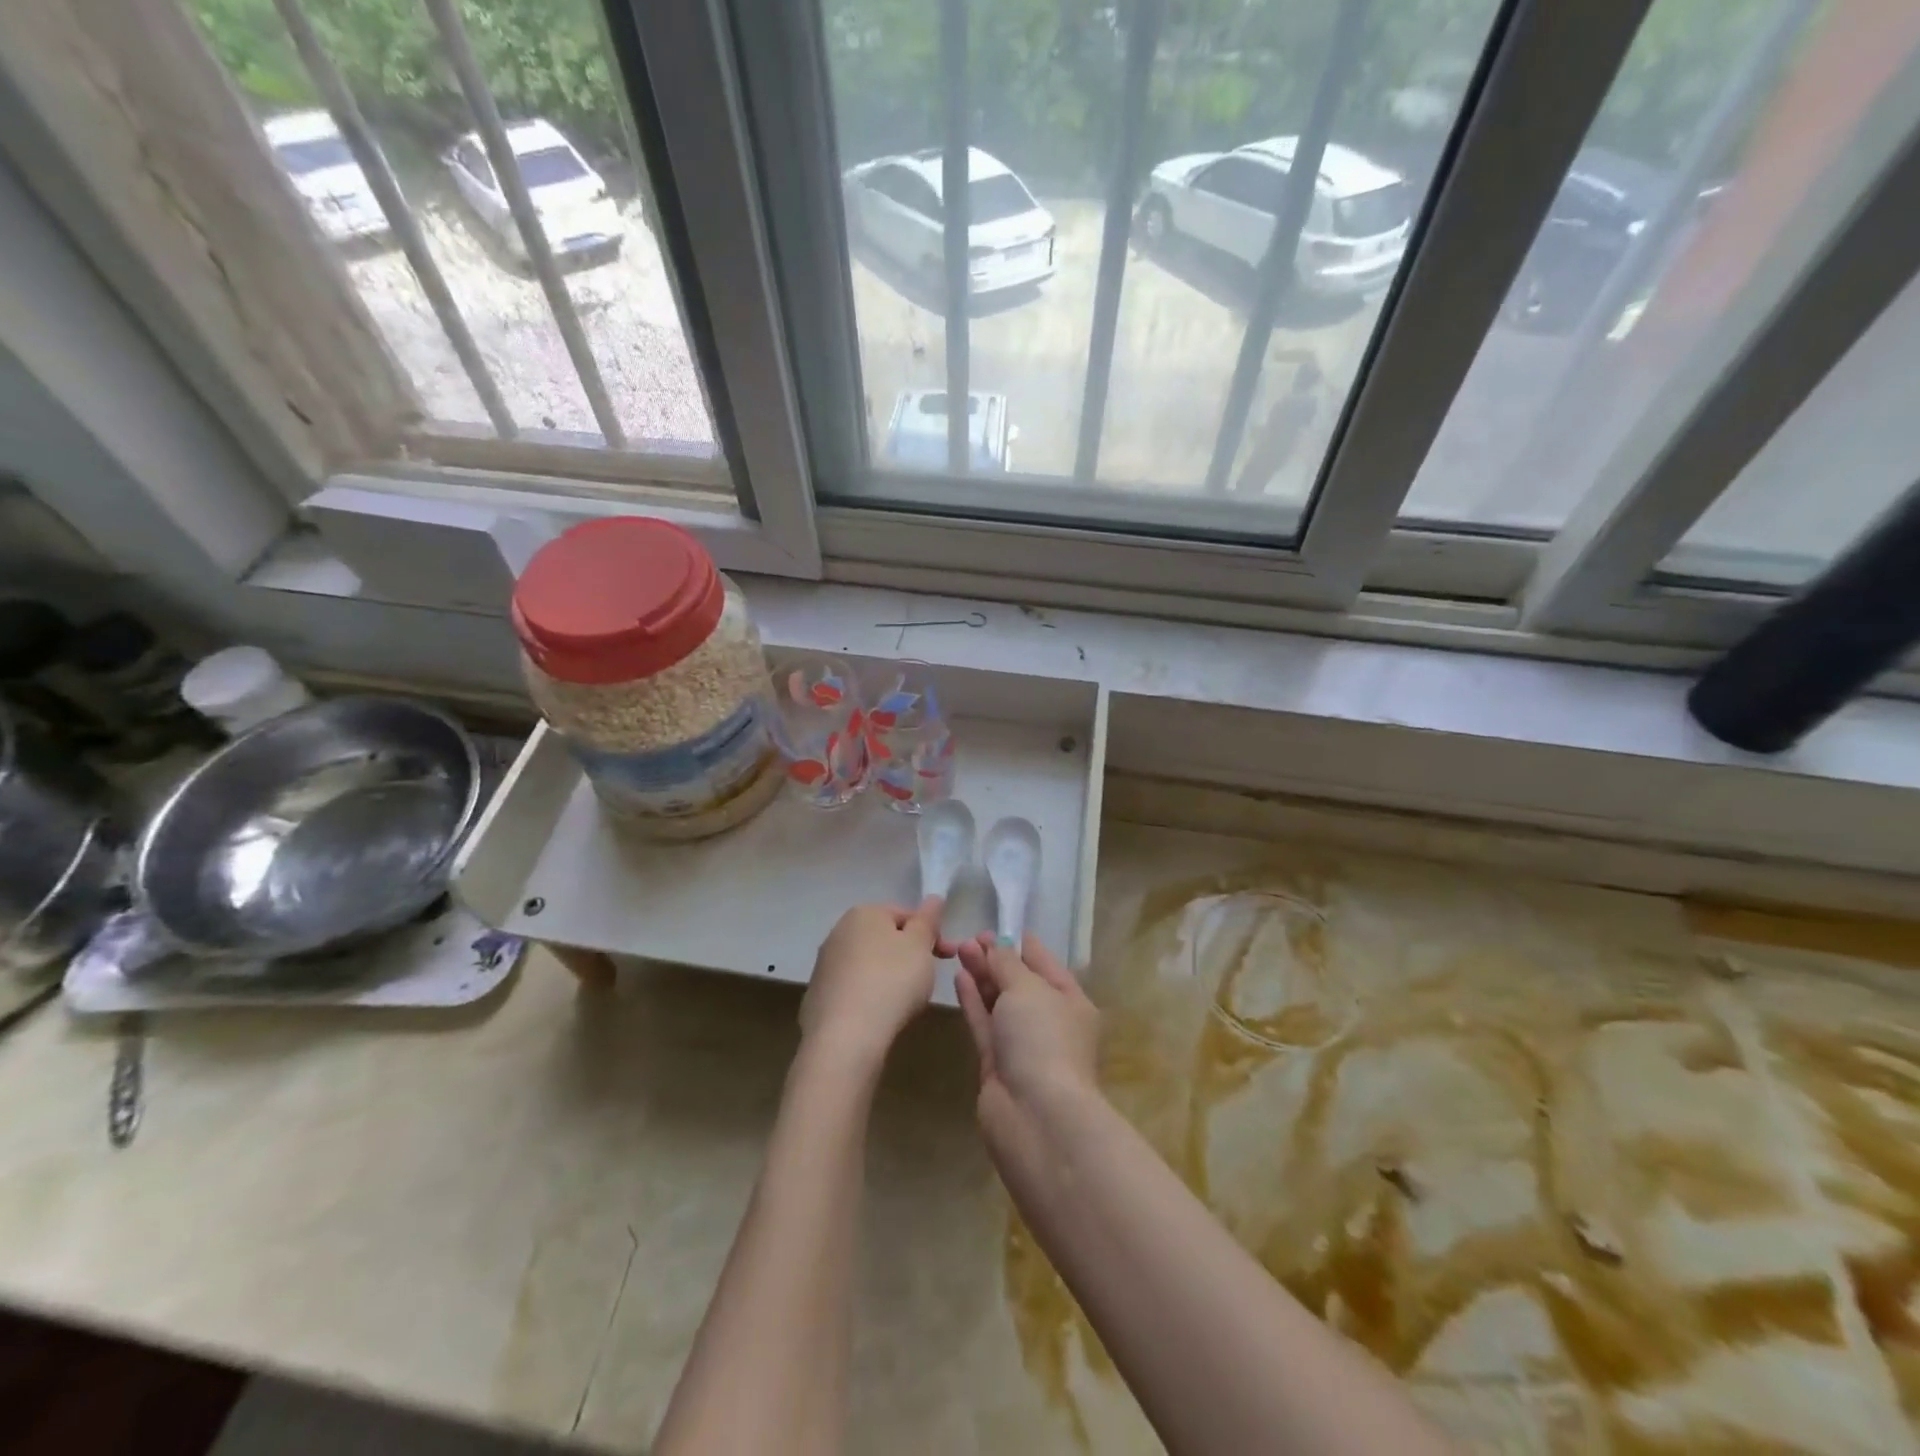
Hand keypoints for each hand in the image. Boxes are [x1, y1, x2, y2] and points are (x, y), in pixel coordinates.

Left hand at [800, 899, 952, 1069]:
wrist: (845, 1036)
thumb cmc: (891, 981)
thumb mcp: (920, 946)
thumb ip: (928, 920)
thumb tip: (933, 898)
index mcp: (863, 913)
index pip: (905, 914)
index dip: (930, 933)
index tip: (947, 956)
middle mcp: (838, 932)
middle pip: (884, 938)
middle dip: (908, 954)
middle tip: (927, 978)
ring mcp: (824, 965)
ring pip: (868, 964)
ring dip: (888, 976)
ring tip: (904, 1001)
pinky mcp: (817, 996)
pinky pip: (853, 989)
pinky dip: (868, 997)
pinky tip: (879, 1015)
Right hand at [954, 934, 1100, 1120]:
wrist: (1035, 1114)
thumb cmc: (1043, 1039)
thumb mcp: (1027, 989)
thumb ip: (1007, 964)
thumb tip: (997, 946)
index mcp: (1071, 1002)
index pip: (1046, 965)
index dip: (1022, 946)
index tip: (999, 927)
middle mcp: (1049, 1022)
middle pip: (1020, 983)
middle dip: (996, 959)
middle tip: (970, 938)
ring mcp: (1023, 1045)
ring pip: (1000, 1002)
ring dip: (982, 976)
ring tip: (960, 949)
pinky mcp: (998, 1063)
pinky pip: (984, 1023)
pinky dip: (973, 1000)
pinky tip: (959, 977)